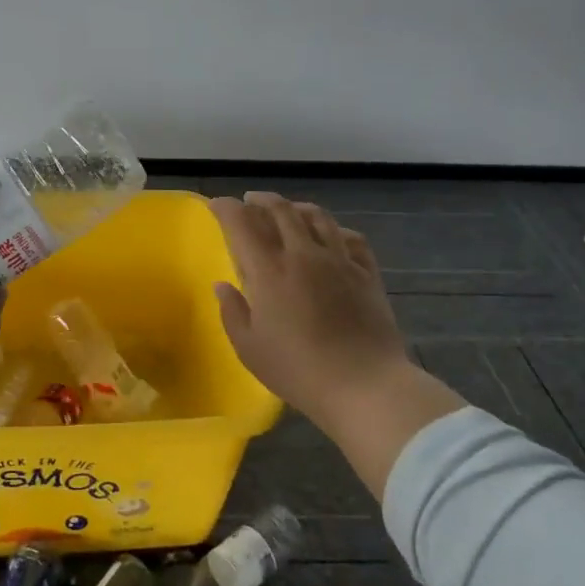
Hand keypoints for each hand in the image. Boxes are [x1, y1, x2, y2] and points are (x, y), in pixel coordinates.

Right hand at [210, 191, 463, 491]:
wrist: (365, 386)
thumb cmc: (298, 370)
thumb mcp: (250, 349)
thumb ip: (232, 312)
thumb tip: (222, 285)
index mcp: (270, 270)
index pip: (242, 224)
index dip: (226, 208)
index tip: (217, 204)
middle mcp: (303, 254)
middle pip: (281, 210)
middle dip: (261, 200)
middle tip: (250, 201)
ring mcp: (339, 260)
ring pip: (318, 216)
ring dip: (298, 207)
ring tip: (289, 210)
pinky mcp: (367, 273)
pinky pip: (352, 238)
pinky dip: (336, 230)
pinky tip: (333, 236)